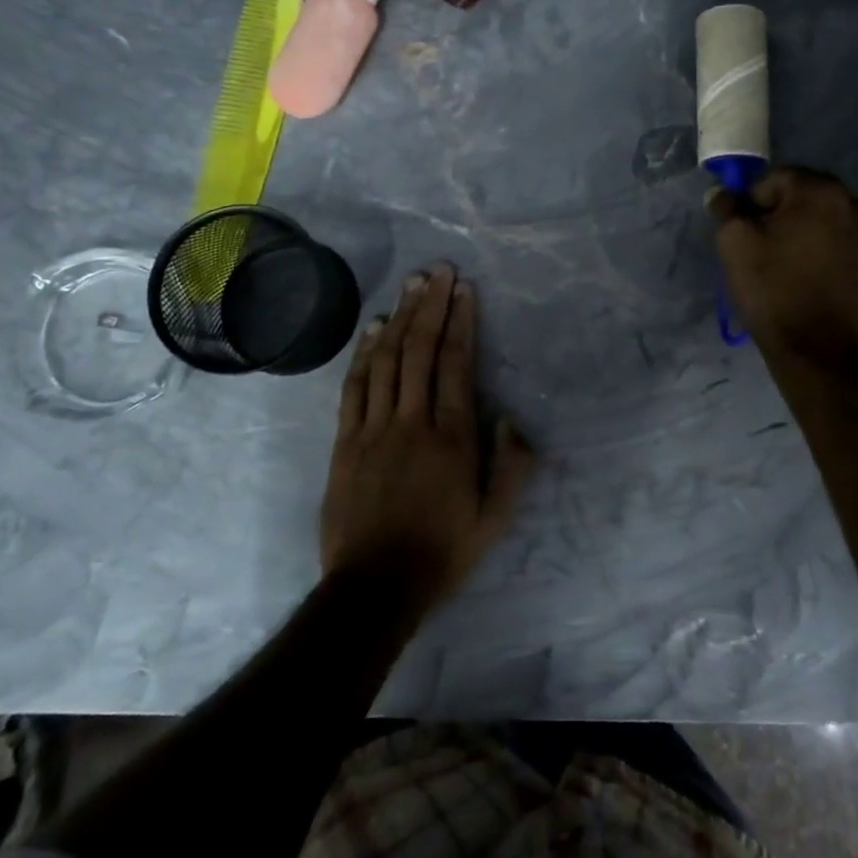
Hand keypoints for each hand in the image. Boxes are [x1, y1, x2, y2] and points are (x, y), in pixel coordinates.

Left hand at [320, 264, 535, 604]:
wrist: (375, 587)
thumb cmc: (442, 552)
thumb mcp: (495, 520)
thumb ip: (512, 467)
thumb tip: (509, 419)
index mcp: (452, 438)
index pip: (456, 364)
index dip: (461, 322)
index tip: (464, 290)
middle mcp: (412, 422)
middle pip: (420, 350)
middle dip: (431, 306)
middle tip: (438, 270)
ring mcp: (374, 429)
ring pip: (386, 360)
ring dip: (400, 318)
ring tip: (411, 285)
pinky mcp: (345, 441)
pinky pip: (354, 387)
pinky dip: (363, 353)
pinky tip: (373, 329)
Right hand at [708, 166, 857, 357]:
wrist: (815, 349)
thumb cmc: (772, 290)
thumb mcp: (734, 244)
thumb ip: (727, 209)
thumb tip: (723, 194)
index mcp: (821, 192)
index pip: (777, 178)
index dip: (753, 201)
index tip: (743, 230)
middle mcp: (856, 204)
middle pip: (806, 196)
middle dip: (782, 214)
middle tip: (763, 246)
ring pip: (828, 221)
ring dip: (807, 232)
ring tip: (789, 264)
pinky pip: (846, 245)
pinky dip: (828, 252)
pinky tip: (812, 278)